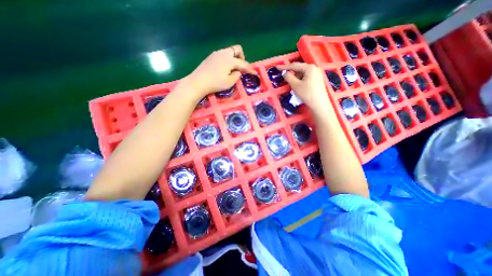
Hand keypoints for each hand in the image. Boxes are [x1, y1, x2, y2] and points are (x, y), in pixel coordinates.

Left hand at [183, 44, 255, 96]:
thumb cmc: (215, 83)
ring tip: (232, 69)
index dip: (249, 68)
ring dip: (234, 58)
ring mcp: (216, 53)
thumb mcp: (229, 82)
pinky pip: (223, 54)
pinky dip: (227, 59)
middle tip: (241, 67)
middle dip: (242, 57)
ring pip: (229, 51)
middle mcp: (224, 53)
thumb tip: (238, 71)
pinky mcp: (211, 56)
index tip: (253, 73)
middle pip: (237, 49)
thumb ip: (237, 75)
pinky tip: (224, 68)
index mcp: (230, 60)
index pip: (243, 63)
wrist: (198, 81)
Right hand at [276, 61, 334, 114]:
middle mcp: (314, 68)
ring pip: (303, 73)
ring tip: (292, 83)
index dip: (285, 66)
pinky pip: (307, 76)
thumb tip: (284, 72)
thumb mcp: (295, 85)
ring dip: (296, 77)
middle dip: (291, 72)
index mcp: (309, 67)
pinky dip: (301, 79)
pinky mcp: (318, 79)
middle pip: (300, 68)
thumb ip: (288, 77)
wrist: (319, 104)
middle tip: (284, 76)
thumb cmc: (307, 94)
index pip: (294, 65)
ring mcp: (317, 73)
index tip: (277, 67)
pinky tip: (298, 85)